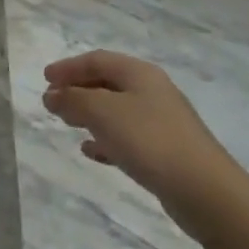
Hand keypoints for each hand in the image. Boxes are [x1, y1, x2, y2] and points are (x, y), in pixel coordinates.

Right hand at [42, 52, 239, 233]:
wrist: (203, 189)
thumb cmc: (149, 140)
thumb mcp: (102, 112)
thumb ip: (73, 100)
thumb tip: (52, 94)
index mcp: (139, 73)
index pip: (97, 60)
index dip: (69, 67)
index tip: (45, 78)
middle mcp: (152, 91)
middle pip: (108, 82)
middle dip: (78, 89)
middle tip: (52, 101)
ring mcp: (161, 121)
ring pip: (116, 110)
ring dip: (89, 113)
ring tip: (67, 124)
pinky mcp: (165, 150)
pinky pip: (127, 136)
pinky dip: (105, 138)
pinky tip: (91, 151)